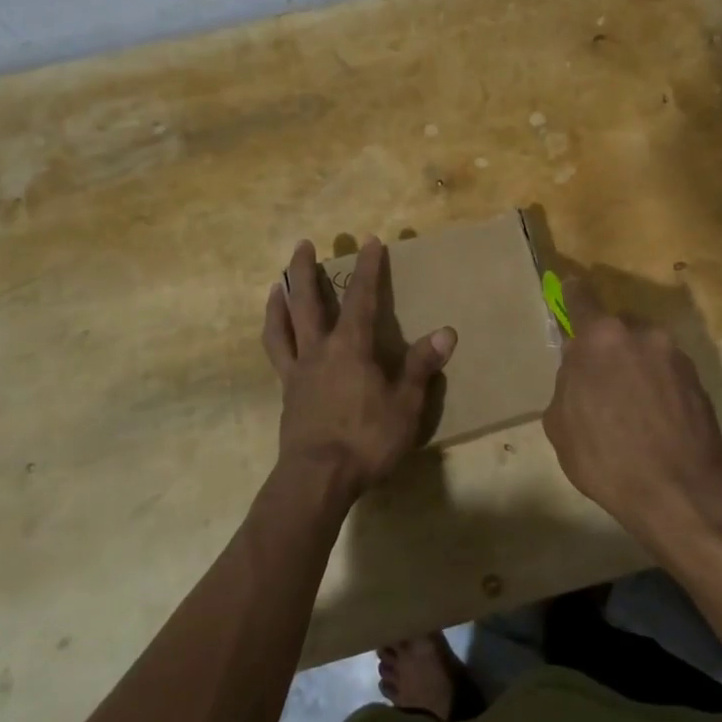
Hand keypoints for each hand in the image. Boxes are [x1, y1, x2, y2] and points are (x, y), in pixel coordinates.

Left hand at [262, 238, 456, 498]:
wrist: (316, 479)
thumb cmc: (366, 440)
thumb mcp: (405, 405)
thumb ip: (420, 367)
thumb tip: (446, 332)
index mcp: (351, 348)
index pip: (362, 298)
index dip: (368, 268)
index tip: (370, 241)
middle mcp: (319, 350)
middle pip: (307, 301)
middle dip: (306, 270)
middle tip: (304, 244)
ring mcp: (298, 372)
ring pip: (283, 326)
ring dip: (280, 300)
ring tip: (276, 284)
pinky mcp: (287, 394)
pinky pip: (277, 355)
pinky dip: (275, 335)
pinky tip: (278, 335)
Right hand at [542, 277, 721, 555]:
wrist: (677, 492)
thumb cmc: (605, 457)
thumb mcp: (560, 423)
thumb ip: (568, 382)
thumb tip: (579, 371)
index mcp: (600, 337)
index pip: (581, 297)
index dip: (572, 295)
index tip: (570, 291)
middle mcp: (641, 334)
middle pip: (616, 330)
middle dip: (607, 349)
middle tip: (601, 383)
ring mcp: (675, 356)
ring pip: (645, 351)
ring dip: (636, 369)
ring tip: (632, 409)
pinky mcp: (700, 380)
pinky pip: (668, 374)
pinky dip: (659, 388)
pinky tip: (655, 421)